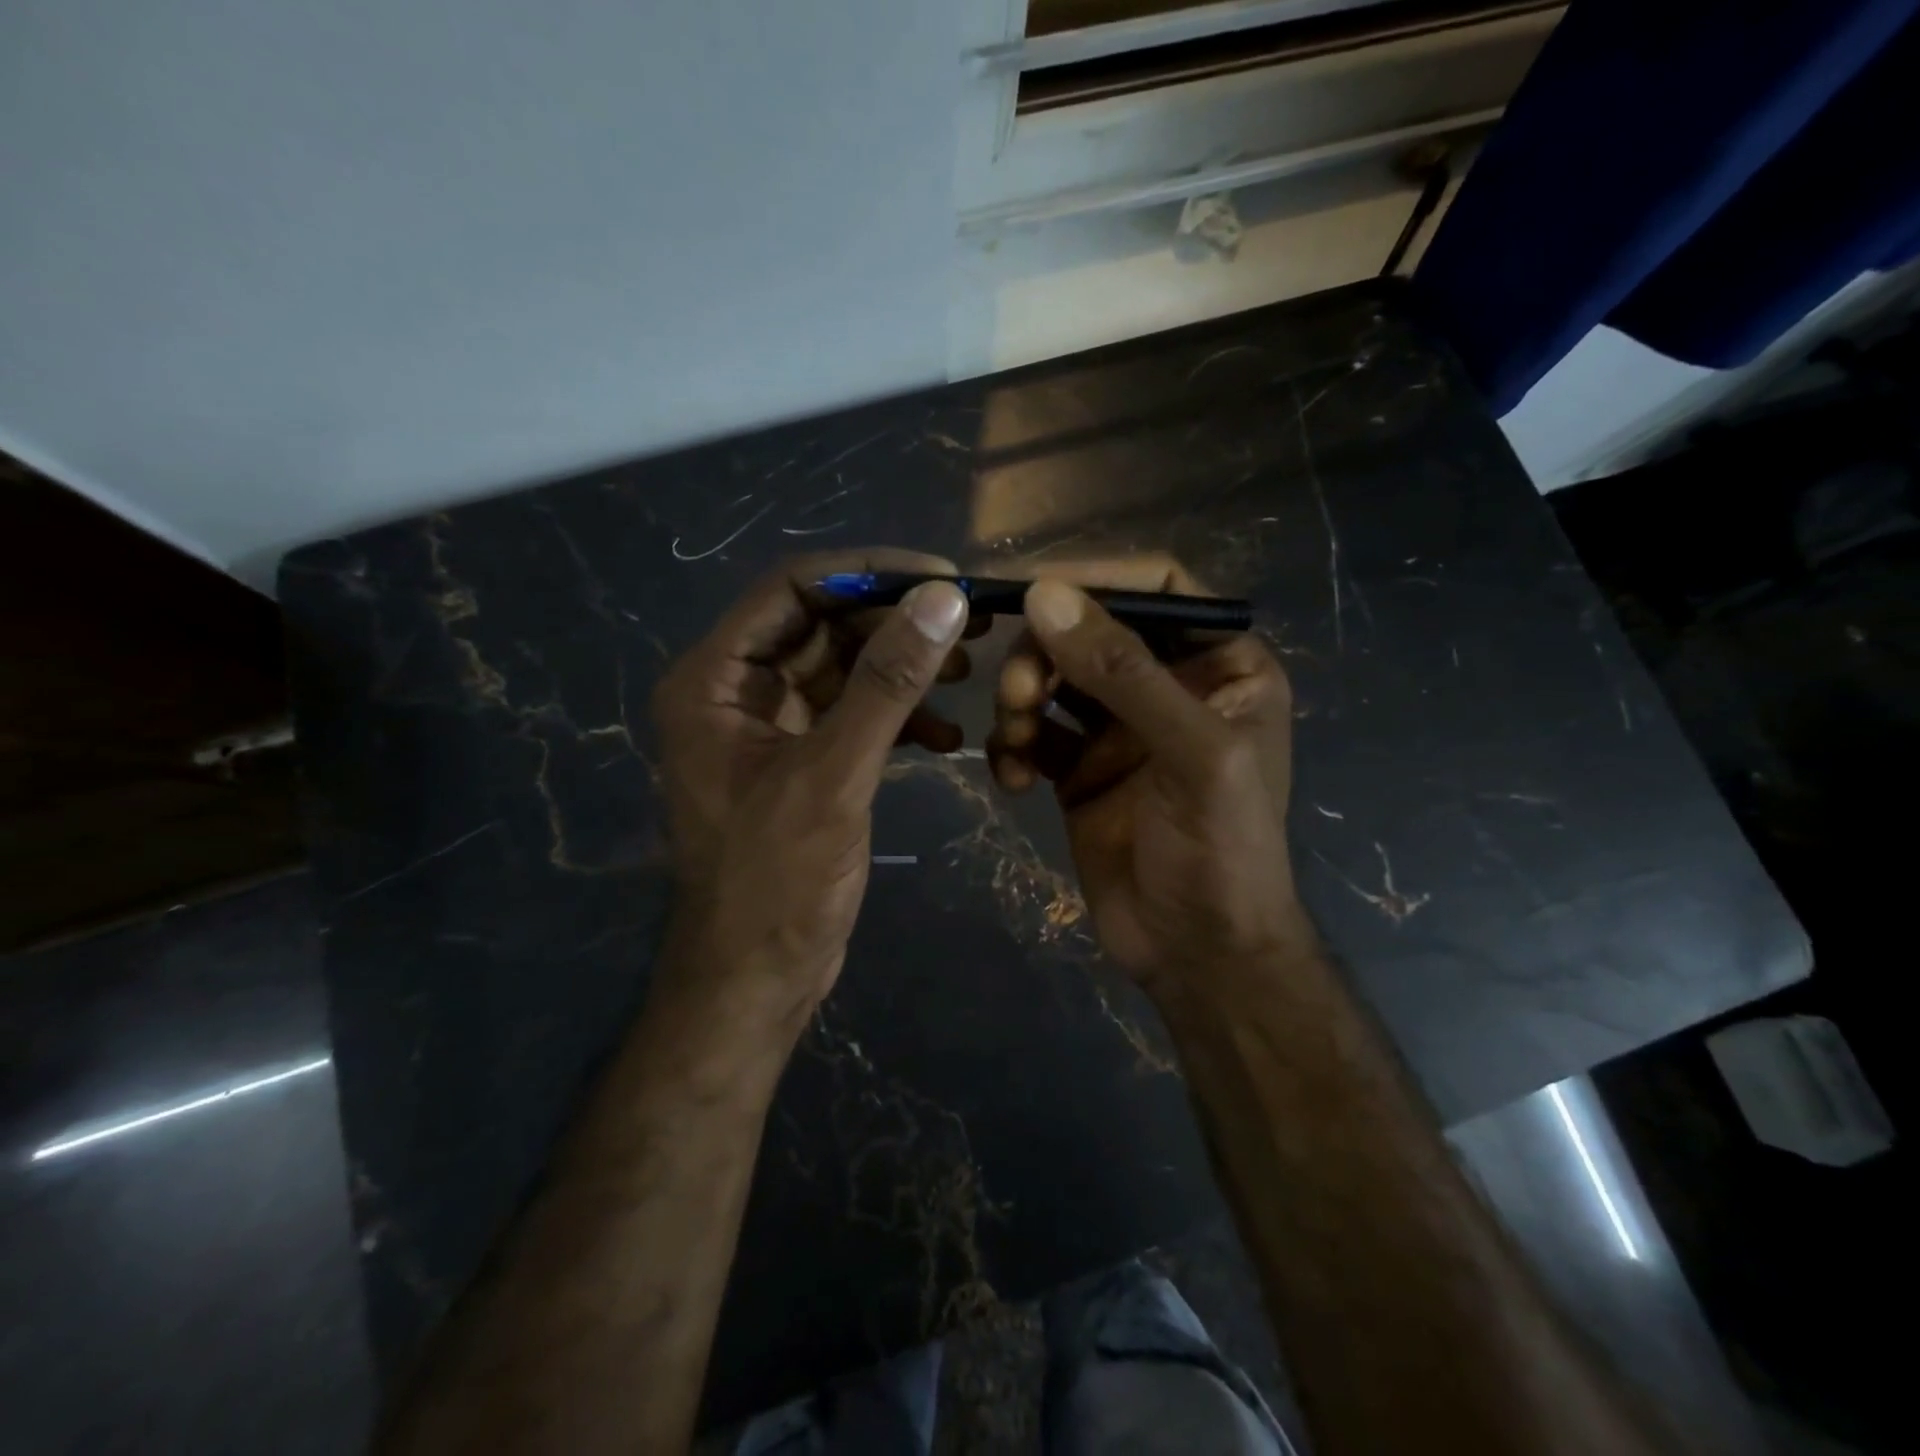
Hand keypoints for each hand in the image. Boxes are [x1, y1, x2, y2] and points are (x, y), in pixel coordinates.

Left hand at [651, 550, 972, 1032]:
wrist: (755, 980)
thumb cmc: (776, 882)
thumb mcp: (833, 775)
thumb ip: (886, 684)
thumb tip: (943, 599)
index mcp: (715, 680)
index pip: (791, 590)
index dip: (867, 574)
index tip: (941, 577)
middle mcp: (736, 692)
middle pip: (822, 626)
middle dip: (895, 624)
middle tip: (969, 625)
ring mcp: (771, 728)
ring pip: (844, 670)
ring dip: (903, 670)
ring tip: (967, 676)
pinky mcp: (803, 761)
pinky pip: (853, 716)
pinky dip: (898, 719)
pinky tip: (946, 740)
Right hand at [987, 564, 1310, 999]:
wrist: (1198, 954)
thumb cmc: (1221, 851)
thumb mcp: (1191, 753)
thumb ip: (1124, 672)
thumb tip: (1045, 595)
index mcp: (1221, 665)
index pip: (1158, 588)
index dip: (1096, 580)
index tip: (1033, 592)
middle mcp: (1169, 686)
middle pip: (1090, 631)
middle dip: (1045, 653)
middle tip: (1017, 692)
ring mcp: (1120, 729)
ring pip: (1054, 679)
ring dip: (1021, 699)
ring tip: (1015, 741)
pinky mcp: (1079, 769)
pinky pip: (1034, 734)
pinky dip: (1014, 747)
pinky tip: (1012, 779)